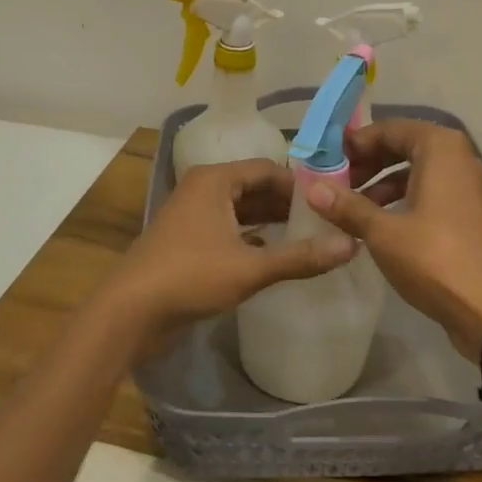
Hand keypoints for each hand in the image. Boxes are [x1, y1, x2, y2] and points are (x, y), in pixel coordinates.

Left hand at [104, 158, 356, 344]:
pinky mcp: (188, 243)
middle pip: (255, 188)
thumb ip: (300, 257)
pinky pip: (229, 230)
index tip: (332, 201)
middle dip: (288, 205)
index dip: (301, 184)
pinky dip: (252, 239)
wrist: (130, 312)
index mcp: (215, 181)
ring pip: (242, 211)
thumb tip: (351, 245)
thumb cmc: (190, 277)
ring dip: (271, 223)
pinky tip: (276, 257)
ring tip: (310, 238)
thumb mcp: (250, 268)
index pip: (268, 169)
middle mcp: (203, 190)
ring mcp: (193, 217)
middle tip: (327, 222)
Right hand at [304, 120, 481, 358]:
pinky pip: (431, 194)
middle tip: (337, 183)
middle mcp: (459, 159)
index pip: (391, 129)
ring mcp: (469, 188)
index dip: (357, 142)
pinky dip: (404, 201)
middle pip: (405, 147)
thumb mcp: (382, 232)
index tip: (328, 160)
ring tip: (352, 208)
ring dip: (383, 184)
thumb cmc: (434, 259)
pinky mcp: (470, 215)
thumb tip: (312, 188)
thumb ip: (347, 207)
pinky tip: (379, 226)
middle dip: (369, 163)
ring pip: (418, 173)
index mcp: (440, 149)